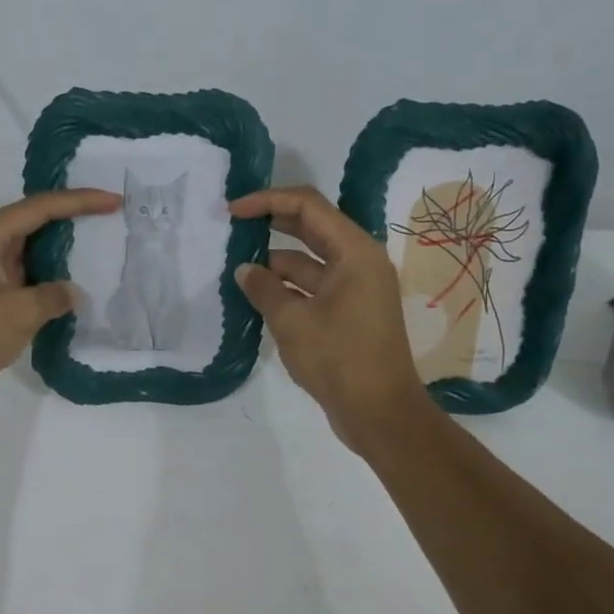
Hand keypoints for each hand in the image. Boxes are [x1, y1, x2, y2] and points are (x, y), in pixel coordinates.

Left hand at [0, 189, 122, 429]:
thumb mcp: (18, 312)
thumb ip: (54, 295)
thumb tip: (72, 293)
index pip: (39, 207)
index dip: (79, 201)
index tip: (114, 201)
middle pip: (34, 222)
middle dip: (72, 219)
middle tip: (111, 218)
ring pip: (32, 253)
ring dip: (63, 253)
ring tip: (102, 249)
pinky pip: (28, 281)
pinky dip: (52, 282)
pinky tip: (77, 290)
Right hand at [231, 186, 434, 453]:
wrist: (380, 413)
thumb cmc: (339, 359)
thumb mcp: (292, 321)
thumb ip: (264, 288)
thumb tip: (245, 269)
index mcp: (355, 252)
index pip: (308, 206)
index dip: (267, 201)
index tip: (233, 211)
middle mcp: (360, 262)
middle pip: (312, 227)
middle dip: (272, 223)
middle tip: (233, 227)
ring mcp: (357, 288)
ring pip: (311, 259)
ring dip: (277, 260)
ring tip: (238, 266)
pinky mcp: (350, 312)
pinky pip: (315, 286)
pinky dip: (288, 286)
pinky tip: (258, 295)